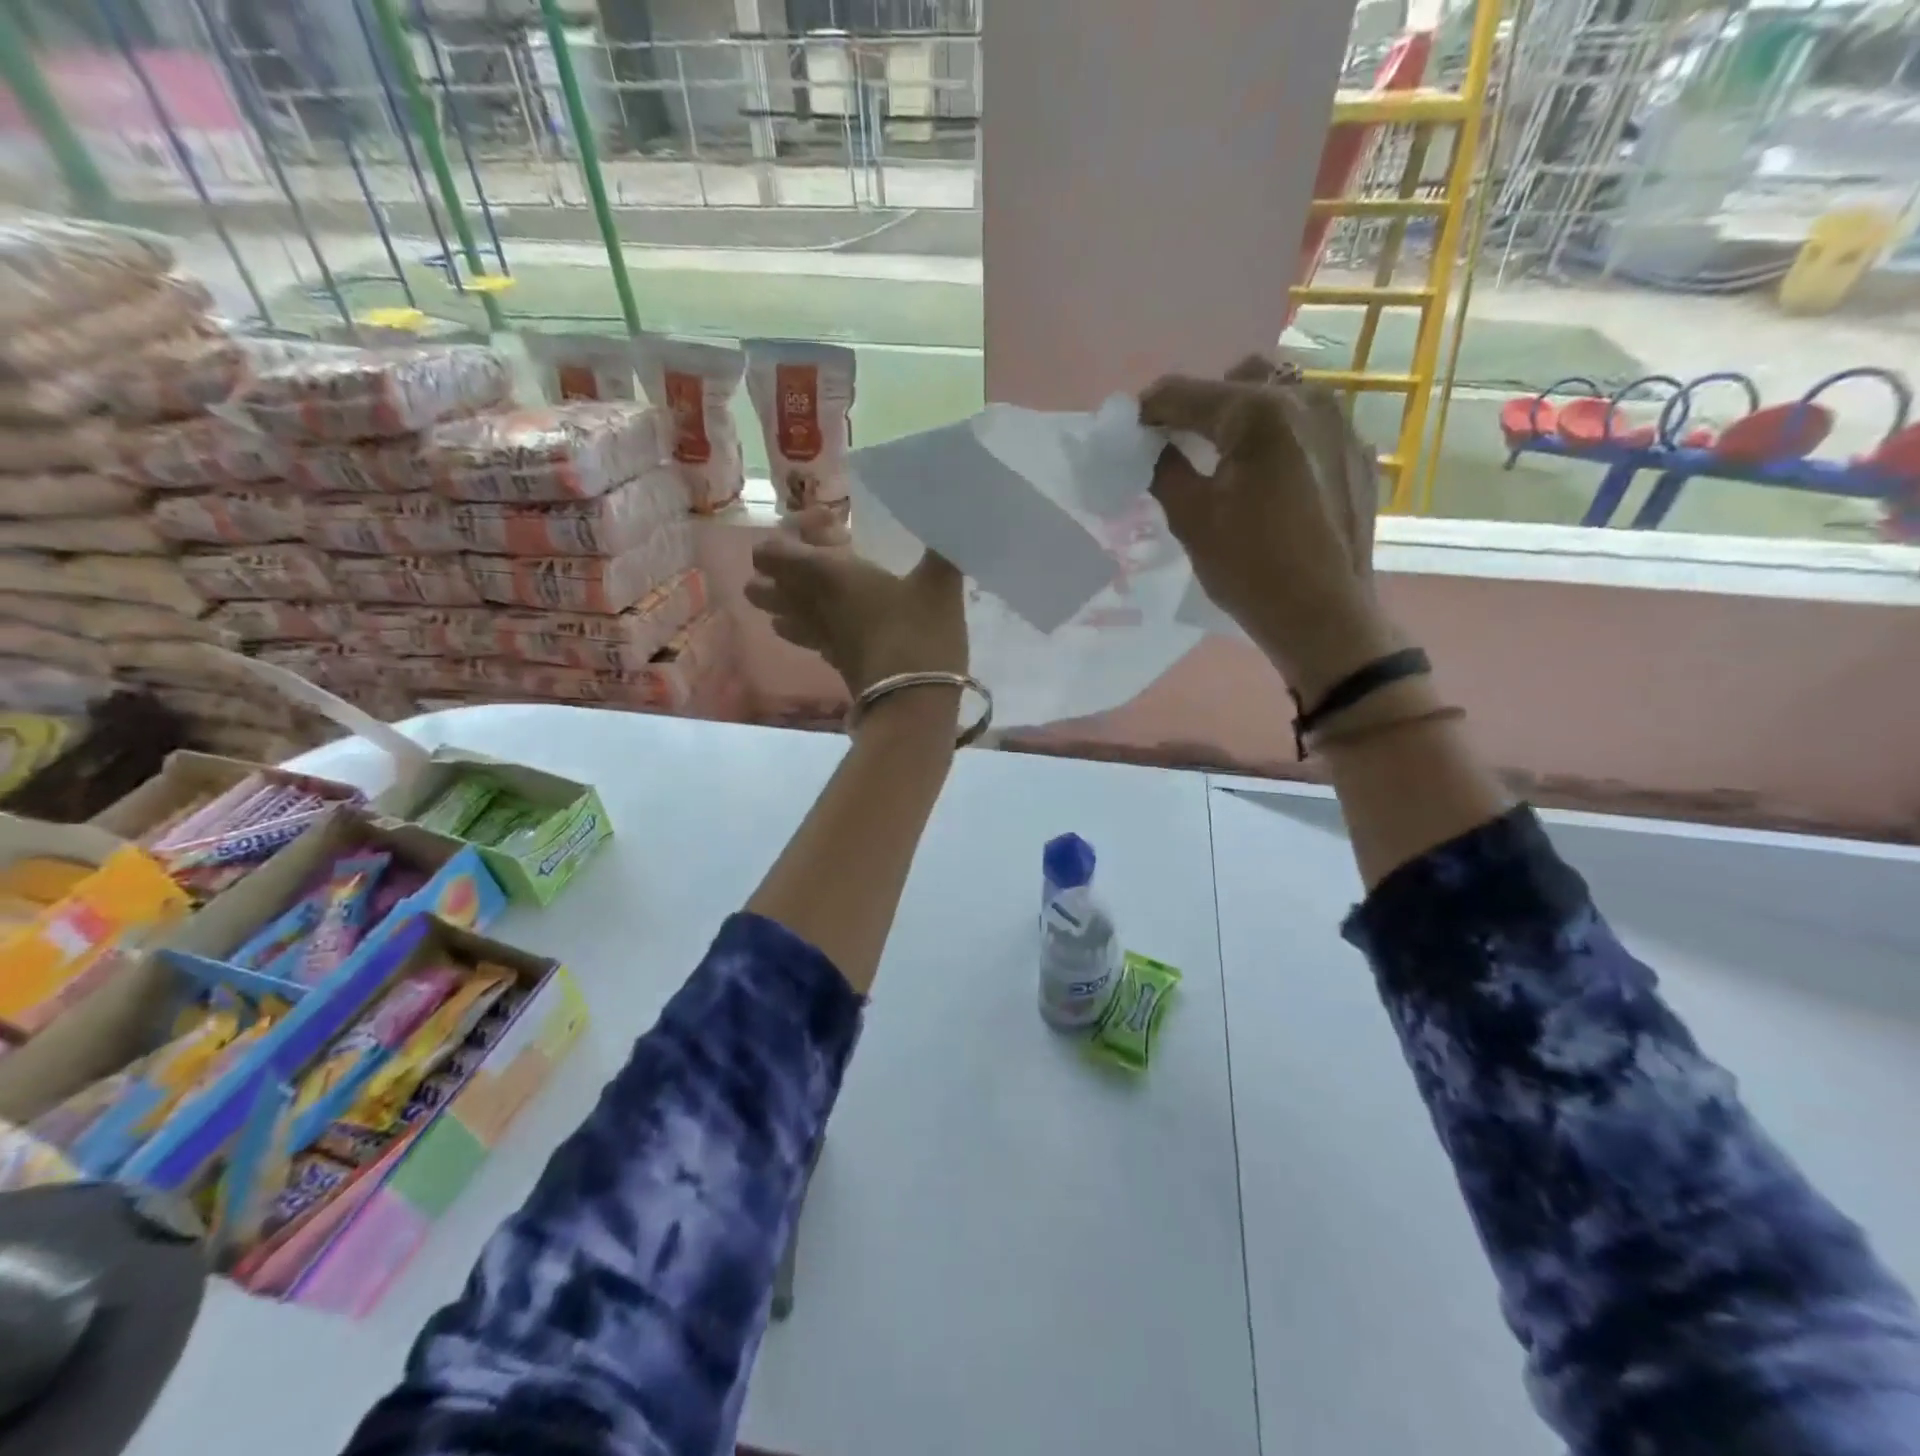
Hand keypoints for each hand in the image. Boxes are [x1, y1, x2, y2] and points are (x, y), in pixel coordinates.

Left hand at [745, 506, 967, 699]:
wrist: (914, 704)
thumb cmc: (921, 635)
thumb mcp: (940, 584)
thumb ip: (942, 549)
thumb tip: (951, 522)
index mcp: (826, 575)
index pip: (771, 551)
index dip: (787, 534)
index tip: (829, 526)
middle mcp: (810, 605)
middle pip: (760, 586)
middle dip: (778, 568)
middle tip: (819, 557)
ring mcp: (818, 638)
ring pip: (776, 616)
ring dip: (789, 599)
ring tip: (824, 588)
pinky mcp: (832, 662)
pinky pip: (805, 638)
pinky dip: (811, 624)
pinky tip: (841, 618)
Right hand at [1142, 355, 1399, 704]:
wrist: (1324, 616)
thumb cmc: (1250, 569)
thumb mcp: (1190, 519)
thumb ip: (1163, 468)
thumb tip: (1153, 445)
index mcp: (1259, 413)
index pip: (1186, 393)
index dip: (1150, 409)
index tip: (1131, 431)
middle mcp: (1306, 400)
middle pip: (1239, 379)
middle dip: (1204, 404)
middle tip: (1183, 445)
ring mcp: (1340, 423)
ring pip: (1280, 395)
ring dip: (1245, 416)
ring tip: (1229, 461)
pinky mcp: (1357, 452)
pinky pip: (1309, 425)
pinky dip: (1280, 439)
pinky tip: (1270, 481)